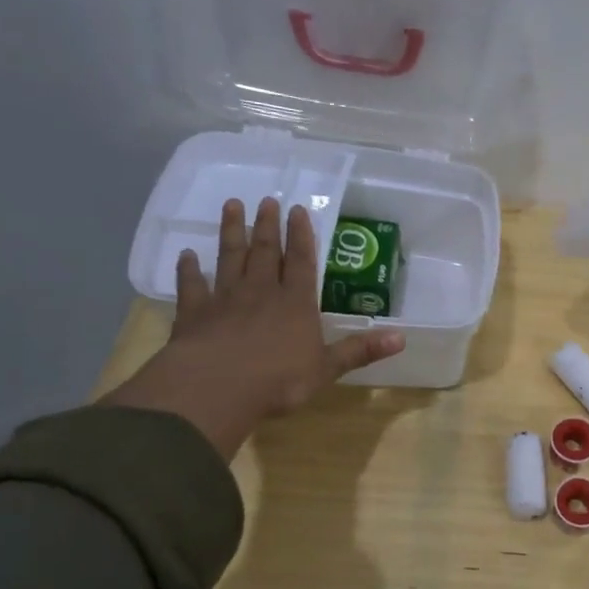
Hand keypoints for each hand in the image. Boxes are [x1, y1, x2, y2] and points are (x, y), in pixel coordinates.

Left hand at [100, 197, 405, 457]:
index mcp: (296, 303)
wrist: (216, 388)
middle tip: (266, 200)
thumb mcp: (327, 368)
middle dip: (268, 225)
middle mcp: (261, 292)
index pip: (302, 262)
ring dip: (232, 232)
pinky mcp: (195, 314)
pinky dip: (188, 269)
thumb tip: (402, 338)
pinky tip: (187, 254)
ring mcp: (225, 300)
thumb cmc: (278, 380)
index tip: (297, 209)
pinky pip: (192, 286)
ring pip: (230, 258)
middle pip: (266, 252)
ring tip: (232, 206)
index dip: (301, 235)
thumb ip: (360, 350)